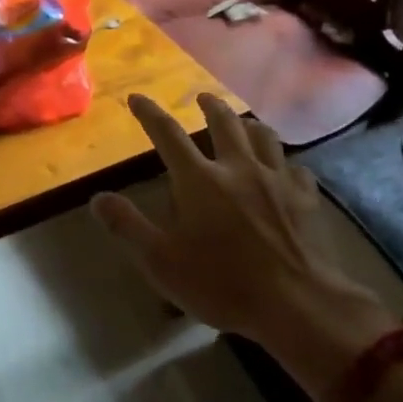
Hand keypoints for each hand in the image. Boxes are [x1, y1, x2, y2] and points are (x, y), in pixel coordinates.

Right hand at [91, 93, 400, 401]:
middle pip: (224, 123)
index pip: (168, 135)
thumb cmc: (222, 283)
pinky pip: (296, 169)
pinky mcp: (305, 198)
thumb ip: (127, 226)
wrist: (296, 303)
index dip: (150, 113)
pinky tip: (285, 169)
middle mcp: (238, 168)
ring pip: (264, 136)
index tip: (138, 98)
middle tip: (202, 98)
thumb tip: (97, 198)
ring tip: (244, 123)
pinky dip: (285, 163)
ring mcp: (276, 180)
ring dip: (249, 124)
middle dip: (210, 106)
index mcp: (200, 180)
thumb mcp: (161, 261)